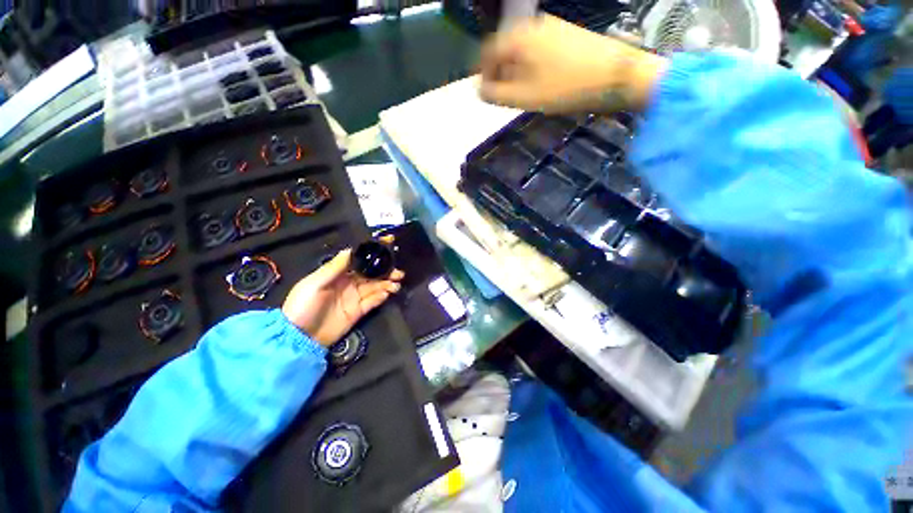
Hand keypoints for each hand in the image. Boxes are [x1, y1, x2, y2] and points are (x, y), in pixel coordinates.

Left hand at [281, 248, 403, 345]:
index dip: (372, 254)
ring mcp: (354, 297)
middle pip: (371, 274)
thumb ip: (334, 267)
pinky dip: (381, 297)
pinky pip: (372, 301)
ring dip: (387, 283)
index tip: (386, 249)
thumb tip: (351, 249)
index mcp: (338, 274)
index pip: (358, 260)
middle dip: (385, 271)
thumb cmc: (303, 305)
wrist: (300, 338)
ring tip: (396, 284)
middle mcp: (349, 283)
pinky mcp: (358, 311)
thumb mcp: (315, 283)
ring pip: (375, 287)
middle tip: (398, 272)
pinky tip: (387, 293)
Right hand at [479, 14, 665, 113]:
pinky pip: (538, 49)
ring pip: (522, 49)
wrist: (617, 75)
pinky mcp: (567, 34)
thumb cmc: (565, 88)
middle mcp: (532, 25)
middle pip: (505, 48)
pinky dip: (532, 65)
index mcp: (518, 37)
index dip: (483, 74)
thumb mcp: (525, 97)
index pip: (488, 52)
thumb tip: (479, 90)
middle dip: (500, 73)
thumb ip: (496, 95)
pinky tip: (541, 81)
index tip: (487, 94)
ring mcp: (552, 27)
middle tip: (506, 96)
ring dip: (516, 71)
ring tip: (523, 93)